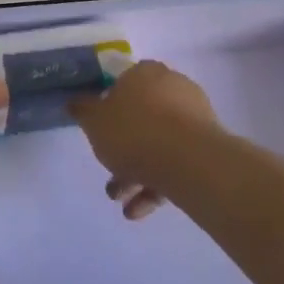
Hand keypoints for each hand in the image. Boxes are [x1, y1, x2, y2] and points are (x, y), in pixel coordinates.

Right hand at [70, 60, 220, 221]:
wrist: (189, 162)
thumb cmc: (134, 131)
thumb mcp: (94, 121)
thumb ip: (82, 110)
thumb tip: (75, 101)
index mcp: (145, 73)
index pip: (123, 82)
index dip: (108, 105)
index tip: (99, 129)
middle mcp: (173, 88)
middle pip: (140, 118)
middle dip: (122, 150)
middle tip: (108, 174)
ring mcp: (194, 118)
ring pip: (158, 143)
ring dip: (136, 173)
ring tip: (121, 201)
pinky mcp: (208, 148)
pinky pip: (176, 162)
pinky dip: (157, 184)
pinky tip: (140, 210)